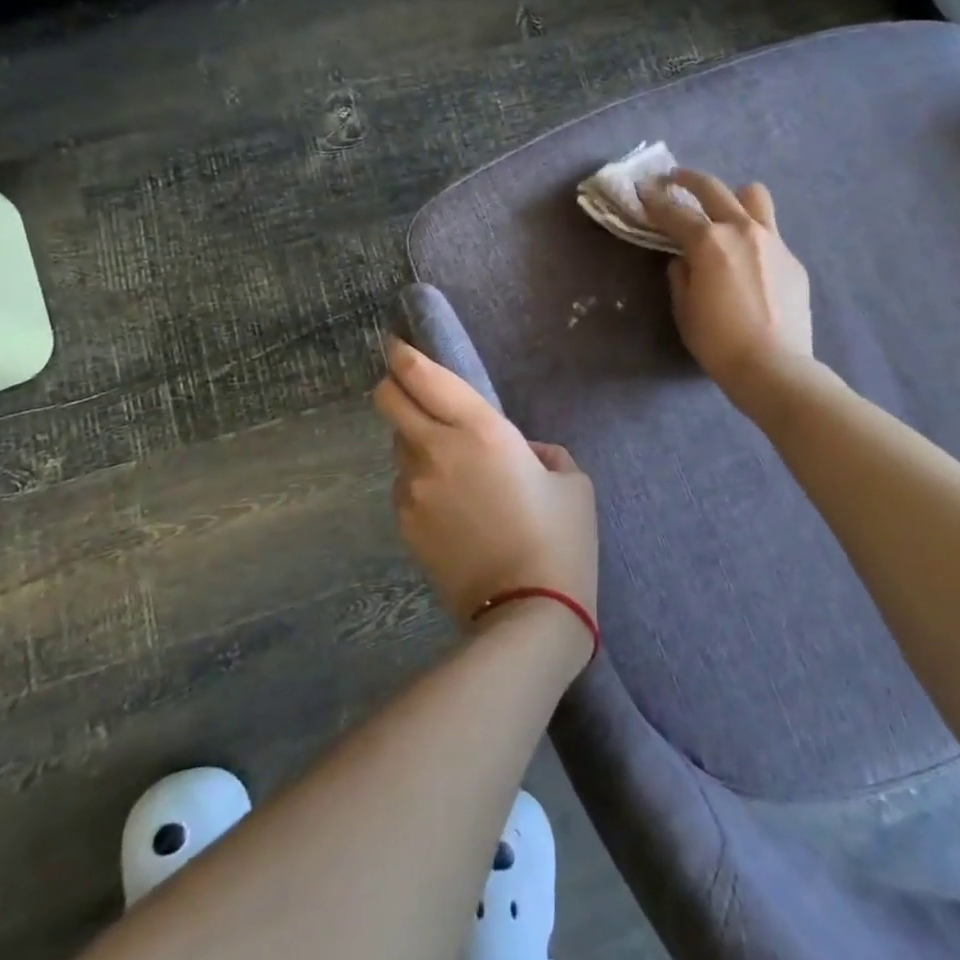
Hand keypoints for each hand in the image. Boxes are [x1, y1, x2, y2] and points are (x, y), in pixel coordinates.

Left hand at [372, 337, 597, 632]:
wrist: (527, 614)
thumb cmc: (560, 540)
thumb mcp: (571, 483)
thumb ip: (544, 454)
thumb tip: (525, 454)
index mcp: (481, 430)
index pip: (422, 377)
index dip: (401, 355)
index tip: (396, 345)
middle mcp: (436, 451)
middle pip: (388, 400)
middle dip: (393, 386)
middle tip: (410, 390)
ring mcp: (414, 490)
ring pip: (398, 445)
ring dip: (414, 440)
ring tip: (449, 465)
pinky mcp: (404, 524)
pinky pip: (404, 486)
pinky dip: (420, 482)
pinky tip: (449, 507)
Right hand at [638, 167, 815, 413]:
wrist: (775, 367)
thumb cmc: (718, 342)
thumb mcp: (684, 309)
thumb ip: (680, 275)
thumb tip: (684, 259)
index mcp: (709, 242)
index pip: (674, 212)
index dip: (654, 201)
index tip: (642, 191)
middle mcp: (742, 230)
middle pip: (713, 189)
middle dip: (688, 180)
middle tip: (673, 179)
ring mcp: (773, 241)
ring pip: (753, 196)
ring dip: (733, 197)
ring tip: (722, 211)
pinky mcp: (793, 259)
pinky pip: (770, 233)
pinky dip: (753, 235)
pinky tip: (747, 261)